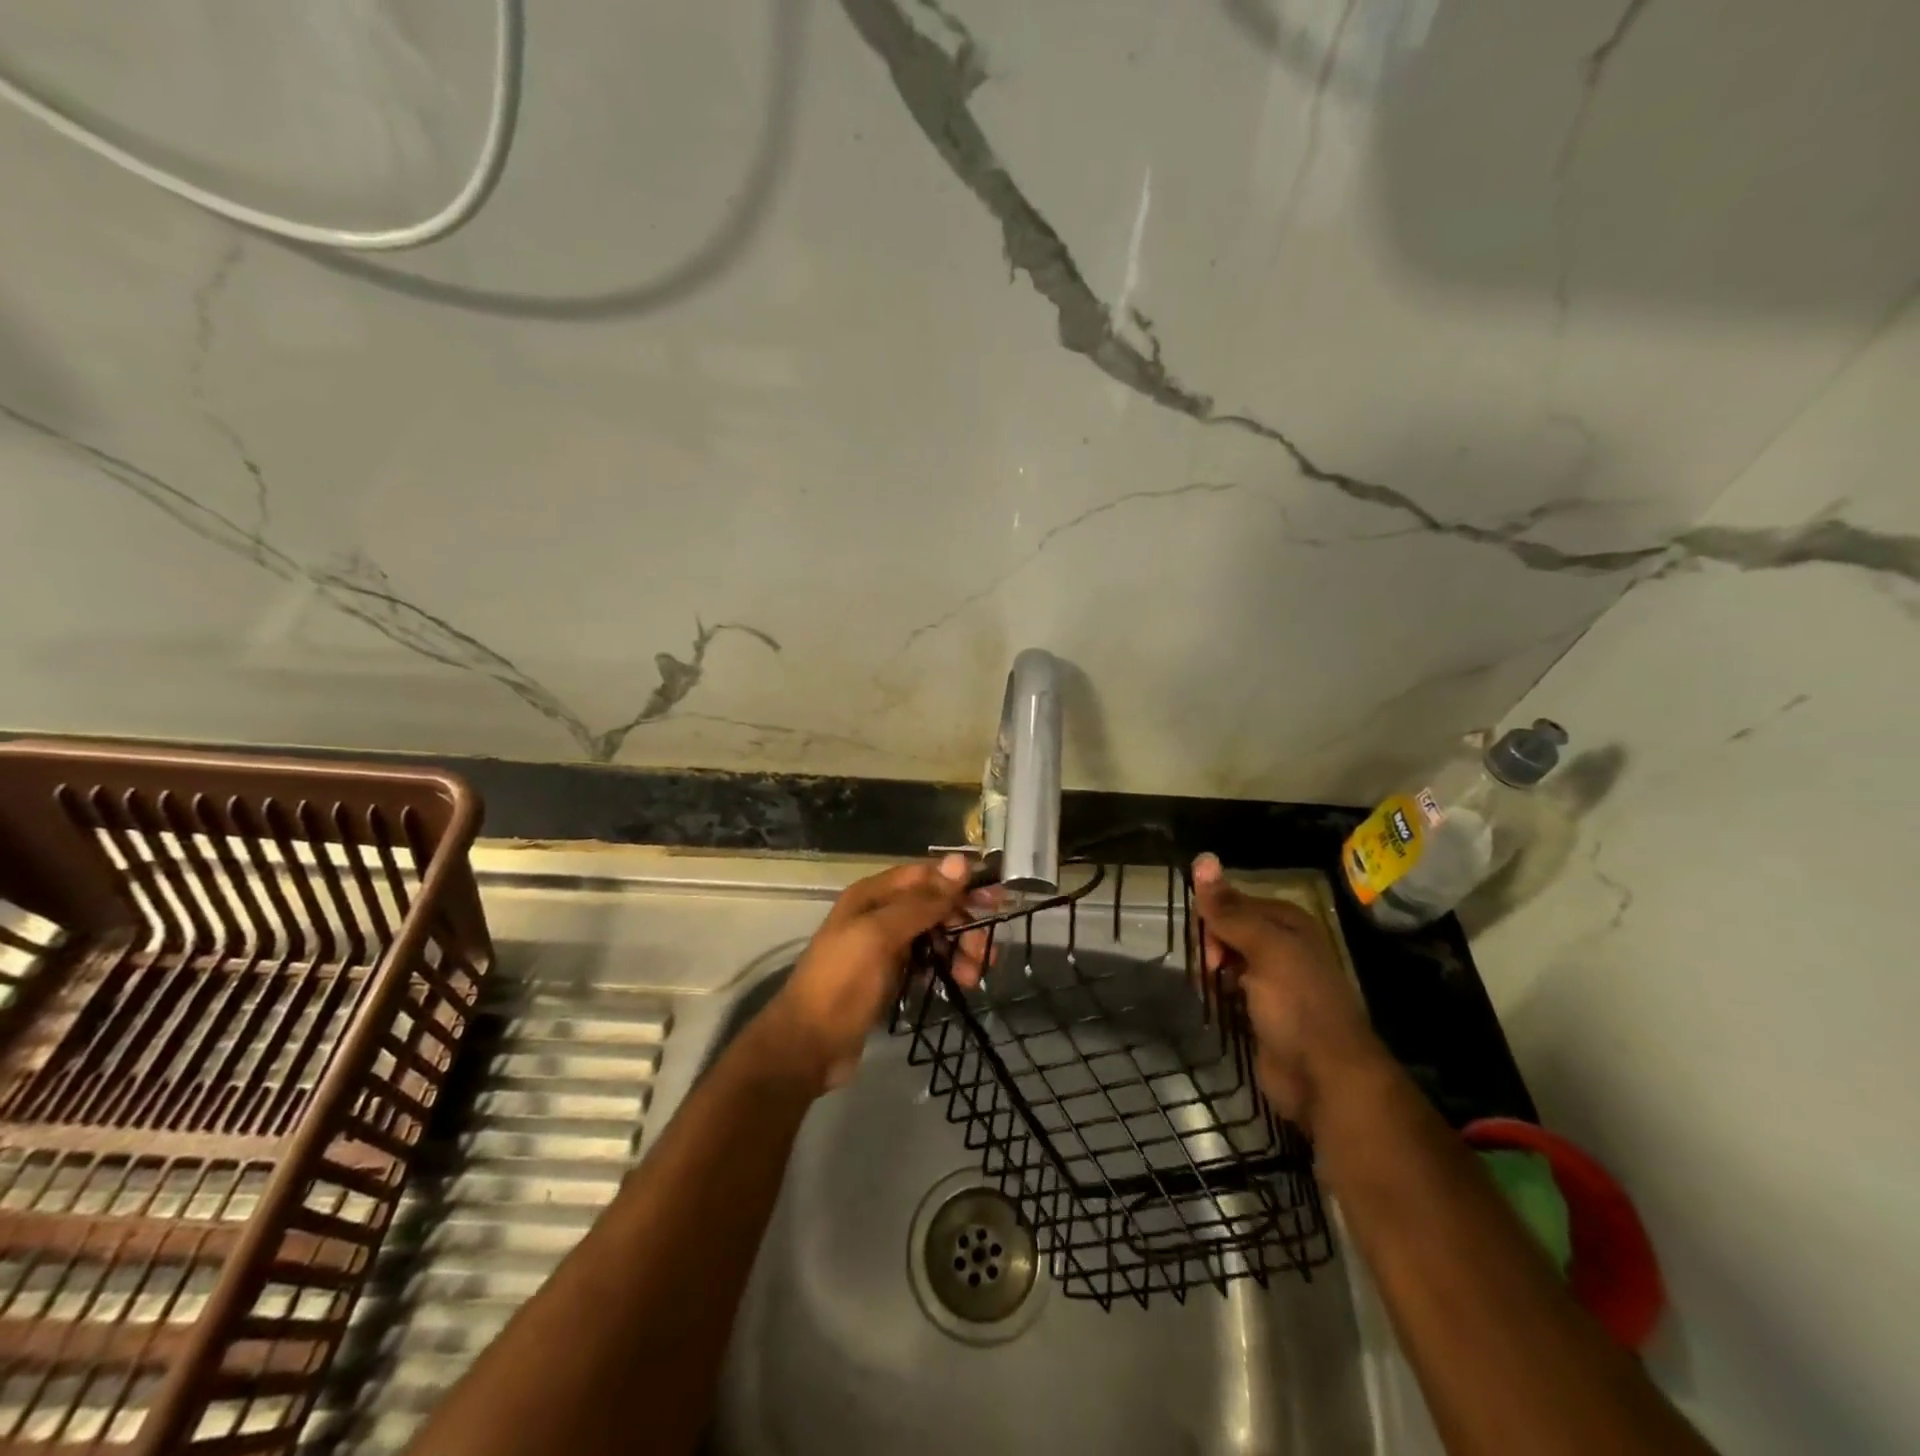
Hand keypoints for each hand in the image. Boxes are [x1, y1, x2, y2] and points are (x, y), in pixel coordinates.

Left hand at [761, 855, 989, 1093]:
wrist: (807, 1046)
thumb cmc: (842, 983)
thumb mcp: (880, 936)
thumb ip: (922, 902)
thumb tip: (961, 861)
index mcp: (872, 895)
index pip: (926, 875)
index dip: (960, 884)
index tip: (997, 900)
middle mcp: (879, 914)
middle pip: (933, 906)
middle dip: (963, 923)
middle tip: (985, 952)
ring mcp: (884, 947)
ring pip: (934, 935)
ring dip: (959, 949)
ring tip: (972, 976)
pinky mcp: (889, 976)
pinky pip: (926, 961)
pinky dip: (944, 967)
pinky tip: (958, 983)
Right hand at [1191, 853, 1385, 1132]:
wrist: (1325, 1078)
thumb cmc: (1297, 1004)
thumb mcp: (1264, 948)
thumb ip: (1229, 909)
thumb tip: (1202, 857)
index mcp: (1288, 923)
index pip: (1234, 901)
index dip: (1212, 917)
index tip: (1203, 943)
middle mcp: (1283, 946)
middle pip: (1229, 930)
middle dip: (1211, 944)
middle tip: (1209, 969)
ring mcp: (1274, 982)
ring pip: (1228, 960)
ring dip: (1212, 969)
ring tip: (1207, 988)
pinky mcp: (1264, 1013)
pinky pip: (1231, 990)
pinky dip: (1219, 993)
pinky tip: (1214, 1002)